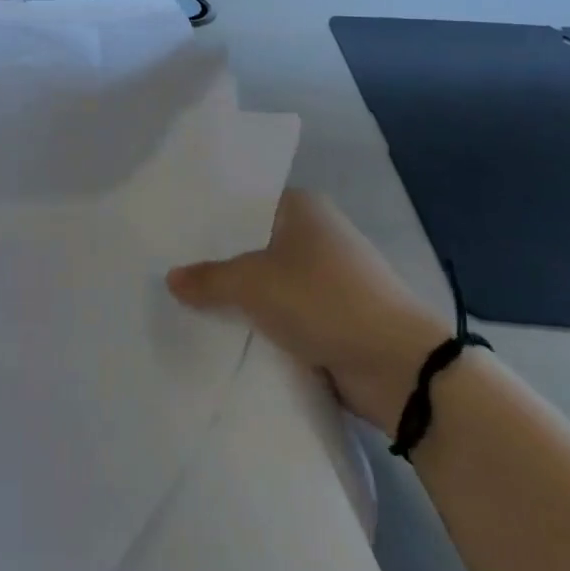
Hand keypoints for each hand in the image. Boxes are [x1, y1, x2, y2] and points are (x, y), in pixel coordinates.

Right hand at [167, 189, 448, 431]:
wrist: (398, 366)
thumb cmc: (323, 300)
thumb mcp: (253, 284)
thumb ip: (208, 279)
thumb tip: (171, 278)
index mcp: (303, 207)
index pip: (246, 203)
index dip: (212, 218)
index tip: (176, 233)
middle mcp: (319, 234)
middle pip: (256, 244)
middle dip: (222, 261)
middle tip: (175, 271)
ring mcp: (331, 278)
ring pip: (272, 283)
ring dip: (245, 298)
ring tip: (192, 304)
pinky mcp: (338, 317)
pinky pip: (288, 314)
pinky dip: (266, 324)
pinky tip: (230, 334)